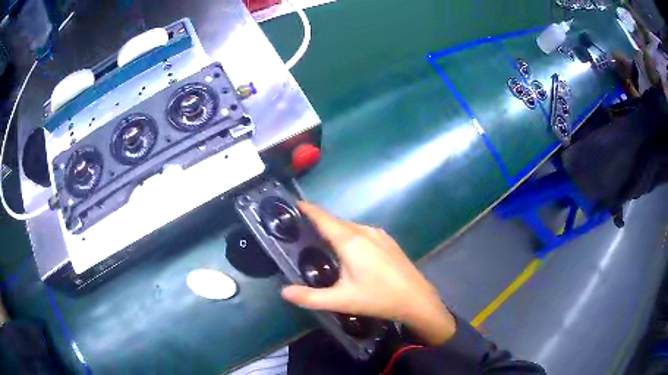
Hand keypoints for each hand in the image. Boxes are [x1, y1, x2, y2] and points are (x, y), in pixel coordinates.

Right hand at [281, 202, 455, 345]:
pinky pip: (362, 232)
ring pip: (349, 227)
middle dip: (317, 221)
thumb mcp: (341, 300)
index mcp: (350, 241)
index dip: (306, 208)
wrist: (416, 299)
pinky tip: (347, 251)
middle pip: (335, 221)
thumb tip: (283, 292)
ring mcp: (379, 234)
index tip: (291, 204)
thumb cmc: (378, 298)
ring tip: (320, 241)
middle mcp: (364, 231)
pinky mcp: (388, 241)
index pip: (322, 217)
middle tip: (299, 230)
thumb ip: (310, 297)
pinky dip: (348, 235)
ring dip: (334, 230)